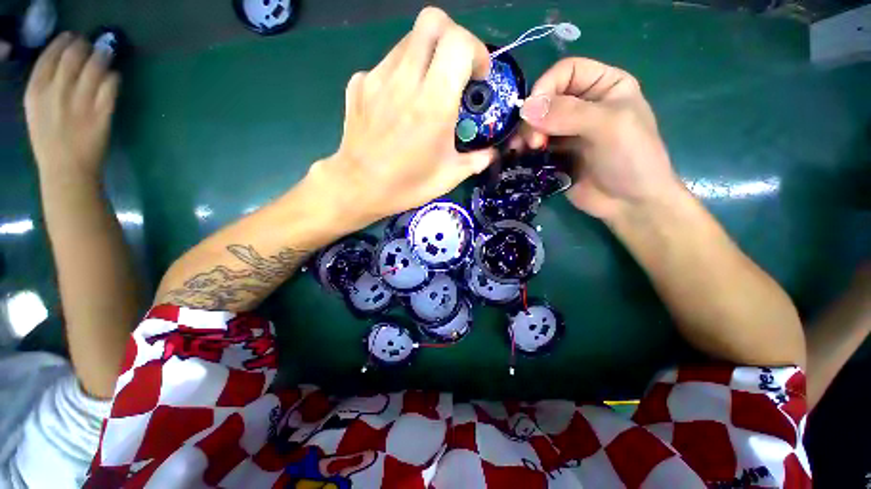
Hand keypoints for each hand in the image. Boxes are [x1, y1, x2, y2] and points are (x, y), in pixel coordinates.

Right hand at [25, 33, 119, 179]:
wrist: (66, 170)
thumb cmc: (49, 140)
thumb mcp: (36, 109)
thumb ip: (46, 85)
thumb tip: (63, 61)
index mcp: (36, 91)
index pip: (50, 55)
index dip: (64, 42)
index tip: (73, 37)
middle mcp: (57, 92)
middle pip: (73, 56)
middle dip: (84, 45)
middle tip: (92, 44)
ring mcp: (80, 102)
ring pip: (95, 67)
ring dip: (103, 56)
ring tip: (106, 53)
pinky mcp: (101, 113)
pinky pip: (110, 87)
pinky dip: (113, 77)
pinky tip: (114, 76)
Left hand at [308, 7, 494, 227]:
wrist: (358, 188)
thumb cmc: (406, 186)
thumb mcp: (448, 178)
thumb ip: (476, 160)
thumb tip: (491, 153)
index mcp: (433, 104)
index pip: (459, 42)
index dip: (475, 50)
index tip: (477, 77)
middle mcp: (405, 81)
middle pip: (432, 22)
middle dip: (452, 38)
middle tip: (455, 70)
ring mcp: (377, 78)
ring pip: (408, 41)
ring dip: (426, 57)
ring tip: (426, 90)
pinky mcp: (359, 84)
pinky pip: (386, 64)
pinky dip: (400, 75)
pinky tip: (398, 104)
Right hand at [515, 58, 680, 221]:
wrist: (629, 203)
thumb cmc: (632, 158)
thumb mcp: (608, 126)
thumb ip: (568, 113)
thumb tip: (525, 109)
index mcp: (604, 86)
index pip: (566, 71)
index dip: (546, 86)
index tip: (533, 112)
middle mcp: (584, 105)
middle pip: (547, 98)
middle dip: (534, 117)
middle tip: (533, 142)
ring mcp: (569, 131)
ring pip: (537, 123)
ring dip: (527, 134)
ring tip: (526, 150)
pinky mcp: (557, 154)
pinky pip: (535, 145)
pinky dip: (525, 148)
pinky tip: (521, 155)